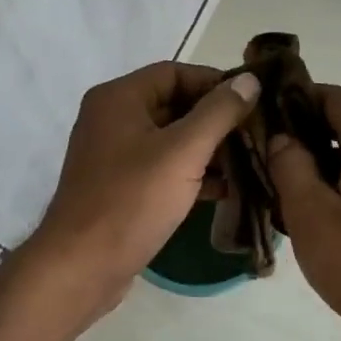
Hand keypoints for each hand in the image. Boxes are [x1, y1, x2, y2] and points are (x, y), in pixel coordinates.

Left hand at [22, 61, 260, 323]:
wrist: (81, 268)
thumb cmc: (131, 201)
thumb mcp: (182, 152)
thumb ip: (219, 113)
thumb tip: (250, 81)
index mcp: (119, 99)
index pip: (175, 72)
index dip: (216, 82)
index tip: (254, 100)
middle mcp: (112, 119)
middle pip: (175, 105)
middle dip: (217, 119)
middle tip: (258, 133)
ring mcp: (115, 156)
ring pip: (172, 140)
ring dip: (210, 149)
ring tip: (252, 161)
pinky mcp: (122, 188)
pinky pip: (163, 169)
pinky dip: (193, 174)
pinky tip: (228, 189)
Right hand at [267, 87, 340, 340]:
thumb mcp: (310, 215)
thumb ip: (290, 166)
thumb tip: (284, 139)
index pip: (340, 98)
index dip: (304, 97)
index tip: (274, 112)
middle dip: (315, 132)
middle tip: (278, 156)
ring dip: (334, 159)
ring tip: (300, 187)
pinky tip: (334, 210)